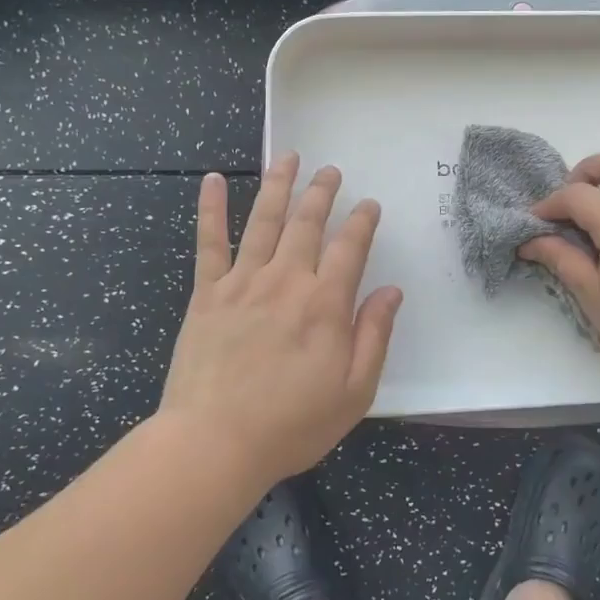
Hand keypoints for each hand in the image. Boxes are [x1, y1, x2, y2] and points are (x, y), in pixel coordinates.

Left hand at [158, 153, 403, 485]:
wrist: (214, 442)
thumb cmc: (291, 424)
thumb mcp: (353, 392)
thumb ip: (374, 336)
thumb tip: (392, 291)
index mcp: (325, 304)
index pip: (350, 248)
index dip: (362, 222)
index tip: (369, 204)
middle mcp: (286, 280)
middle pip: (308, 223)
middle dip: (322, 192)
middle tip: (331, 170)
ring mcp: (243, 282)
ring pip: (264, 220)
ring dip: (278, 185)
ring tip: (288, 157)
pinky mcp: (207, 293)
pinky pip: (209, 242)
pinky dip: (210, 208)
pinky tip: (211, 180)